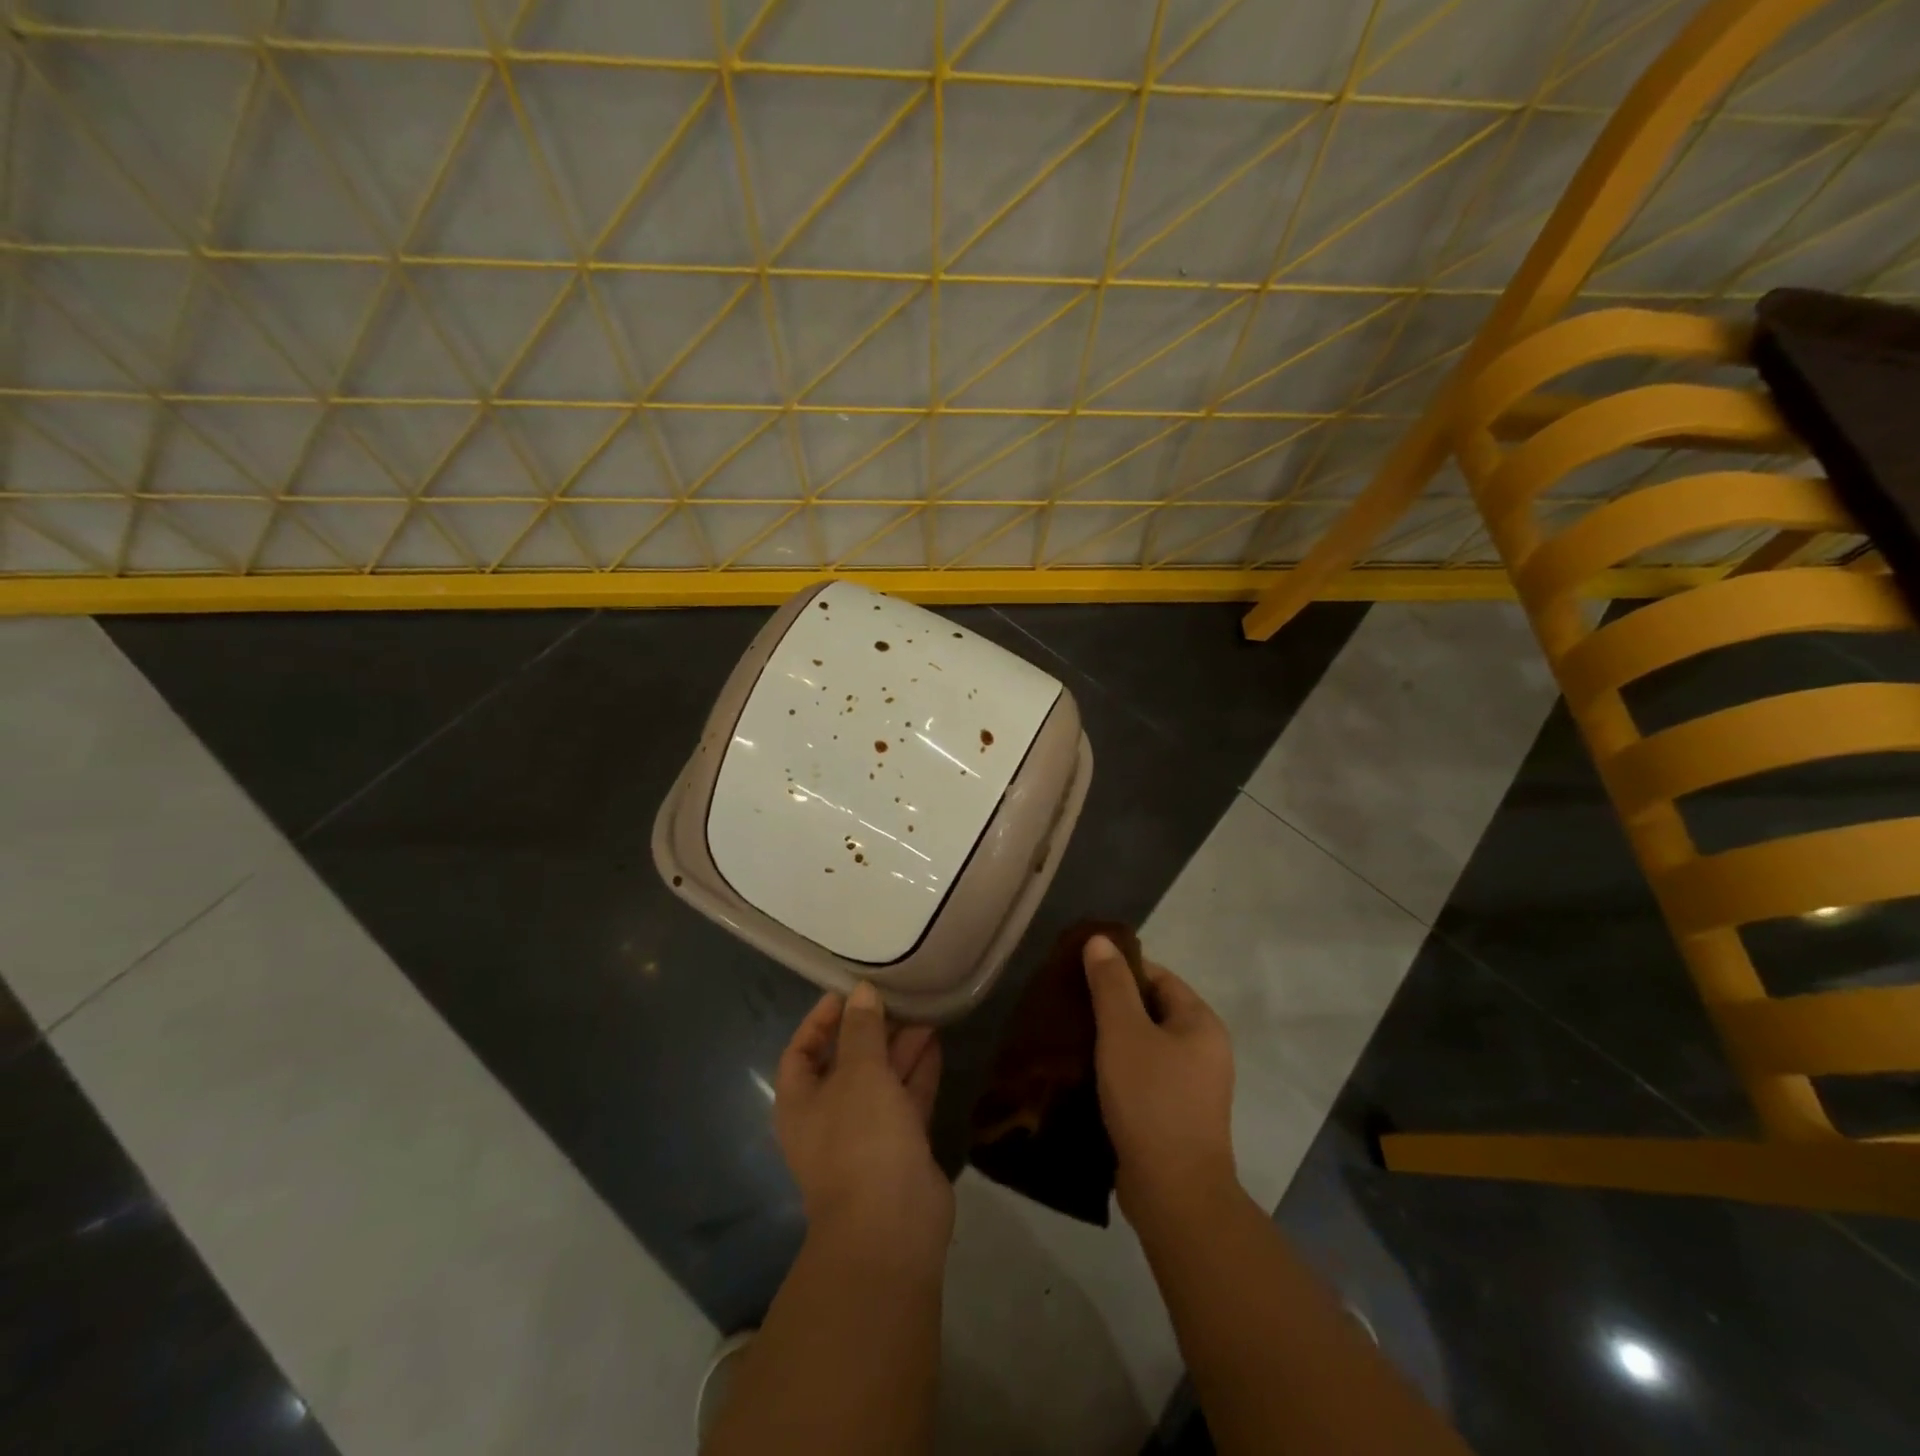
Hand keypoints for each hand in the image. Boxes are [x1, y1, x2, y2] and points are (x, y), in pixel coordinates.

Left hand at [774, 982, 950, 1269]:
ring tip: (924, 1012)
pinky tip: (935, 1043)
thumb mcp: (859, 1072)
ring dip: (899, 1048)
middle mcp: (829, 1117)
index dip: (820, 1021)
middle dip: (870, 1031)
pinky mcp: (900, 1148)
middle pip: (846, 1063)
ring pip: (881, 1080)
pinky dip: (918, 1073)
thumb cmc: (861, 1138)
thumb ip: (861, 1029)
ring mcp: (866, 1135)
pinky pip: (906, 1100)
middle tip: (897, 998)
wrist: (892, 1226)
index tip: (846, 994)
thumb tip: (861, 991)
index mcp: (801, 1102)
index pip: (801, 1051)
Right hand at [1083, 935, 1237, 1228]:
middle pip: (1151, 1009)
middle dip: (1112, 1005)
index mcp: (1200, 1023)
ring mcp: (1193, 1086)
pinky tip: (1087, 1073)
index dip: (1120, 970)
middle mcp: (1204, 1049)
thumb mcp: (1124, 1033)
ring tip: (1071, 1036)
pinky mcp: (1176, 1115)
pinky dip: (1118, 1070)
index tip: (1080, 975)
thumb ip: (1111, 984)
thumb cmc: (1151, 1100)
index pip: (1157, 976)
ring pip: (1145, 1045)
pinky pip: (1144, 1076)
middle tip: (1070, 1005)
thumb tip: (1100, 939)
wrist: (1174, 1193)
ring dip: (1112, 1040)